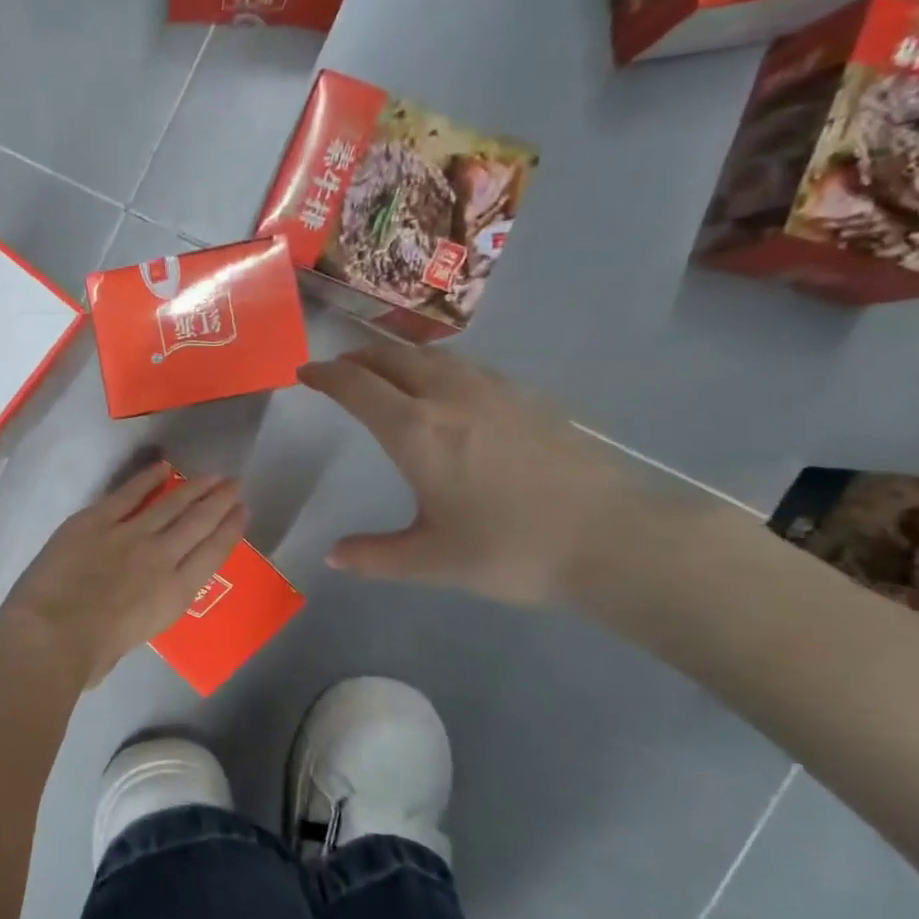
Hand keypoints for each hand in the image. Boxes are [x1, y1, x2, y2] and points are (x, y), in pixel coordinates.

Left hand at [0, 463, 247, 688]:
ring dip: (193, 487)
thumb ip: (142, 613)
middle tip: (234, 483)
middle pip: (198, 522)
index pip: (213, 554)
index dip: (231, 530)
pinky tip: (162, 467)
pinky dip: (146, 479)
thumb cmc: (90, 656)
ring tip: (211, 475)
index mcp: (174, 593)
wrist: (52, 636)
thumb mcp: (134, 639)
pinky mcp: (95, 521)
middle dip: (219, 500)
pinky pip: (127, 494)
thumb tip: (133, 604)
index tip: (242, 511)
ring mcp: (129, 534)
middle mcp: (161, 557)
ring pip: (170, 504)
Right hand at [298, 347, 639, 606]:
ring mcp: (494, 392)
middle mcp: (449, 397)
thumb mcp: (431, 561)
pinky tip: (443, 389)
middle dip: (357, 358)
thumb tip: (333, 555)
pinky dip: (435, 367)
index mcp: (416, 432)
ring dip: (396, 357)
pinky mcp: (528, 398)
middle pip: (392, 358)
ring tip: (383, 371)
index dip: (325, 376)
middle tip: (337, 369)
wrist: (614, 539)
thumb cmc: (511, 550)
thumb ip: (375, 556)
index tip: (304, 374)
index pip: (356, 387)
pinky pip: (465, 367)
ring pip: (432, 356)